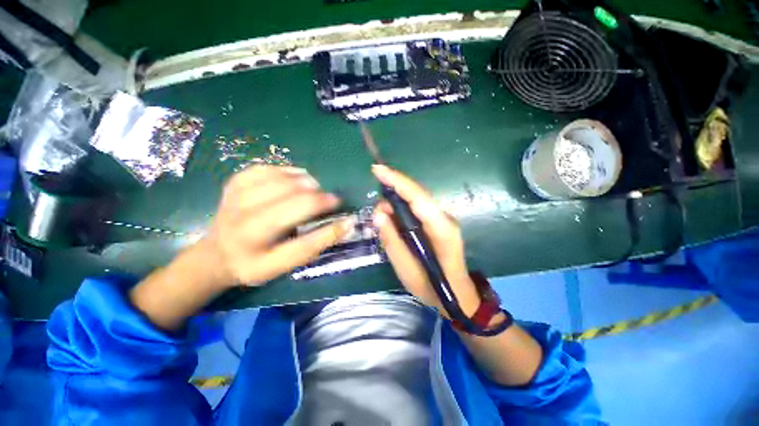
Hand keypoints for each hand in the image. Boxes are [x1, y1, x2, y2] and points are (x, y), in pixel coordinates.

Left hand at [202, 165, 352, 287]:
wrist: (216, 254)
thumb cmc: (255, 262)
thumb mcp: (284, 266)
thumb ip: (314, 245)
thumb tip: (346, 225)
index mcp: (257, 257)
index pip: (301, 245)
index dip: (329, 232)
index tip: (348, 221)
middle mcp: (243, 227)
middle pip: (290, 204)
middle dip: (318, 200)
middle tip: (331, 200)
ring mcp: (235, 201)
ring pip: (279, 182)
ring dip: (305, 183)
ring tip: (315, 189)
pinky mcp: (233, 184)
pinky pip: (265, 169)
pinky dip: (286, 171)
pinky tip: (295, 179)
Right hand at [371, 165, 480, 316]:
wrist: (456, 295)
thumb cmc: (432, 286)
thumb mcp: (406, 268)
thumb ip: (391, 239)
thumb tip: (378, 214)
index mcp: (440, 228)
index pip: (417, 197)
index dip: (397, 181)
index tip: (377, 170)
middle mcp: (444, 218)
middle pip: (417, 194)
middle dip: (393, 192)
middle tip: (377, 210)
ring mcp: (443, 219)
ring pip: (416, 200)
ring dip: (396, 203)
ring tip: (383, 218)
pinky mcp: (438, 223)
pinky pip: (418, 209)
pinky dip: (402, 210)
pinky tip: (393, 219)